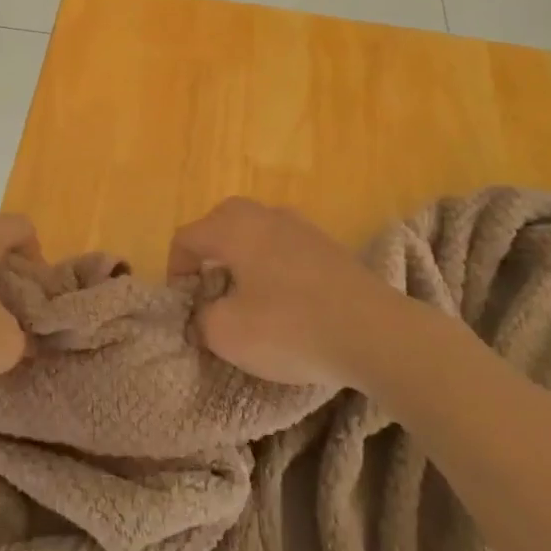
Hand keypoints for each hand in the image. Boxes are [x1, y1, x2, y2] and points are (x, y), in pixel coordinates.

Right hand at [169, 198, 388, 386]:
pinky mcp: (329, 246)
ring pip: (256, 230)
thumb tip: (203, 313)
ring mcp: (301, 227)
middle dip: (207, 253)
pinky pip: (284, 245)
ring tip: (246, 295)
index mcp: (233, 228)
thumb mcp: (227, 335)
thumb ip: (201, 319)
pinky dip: (272, 264)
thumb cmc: (290, 327)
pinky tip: (284, 299)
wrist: (375, 333)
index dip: (175, 269)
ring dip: (242, 256)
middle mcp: (265, 215)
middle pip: (220, 222)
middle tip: (209, 290)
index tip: (184, 303)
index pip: (186, 236)